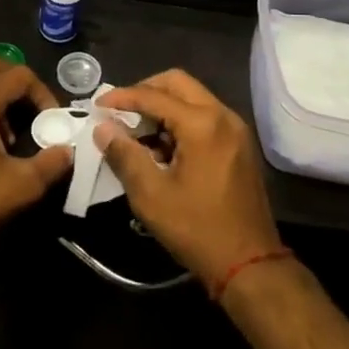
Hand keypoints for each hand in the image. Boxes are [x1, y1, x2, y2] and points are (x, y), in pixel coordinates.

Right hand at [93, 70, 281, 293]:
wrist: (250, 265)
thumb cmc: (197, 229)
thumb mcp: (151, 195)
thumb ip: (125, 155)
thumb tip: (103, 128)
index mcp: (203, 124)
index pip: (154, 95)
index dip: (122, 97)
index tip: (98, 105)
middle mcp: (223, 116)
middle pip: (178, 83)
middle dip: (145, 91)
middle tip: (120, 111)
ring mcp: (235, 129)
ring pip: (192, 98)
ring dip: (163, 106)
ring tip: (137, 133)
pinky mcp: (239, 145)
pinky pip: (205, 116)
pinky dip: (180, 120)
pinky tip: (162, 147)